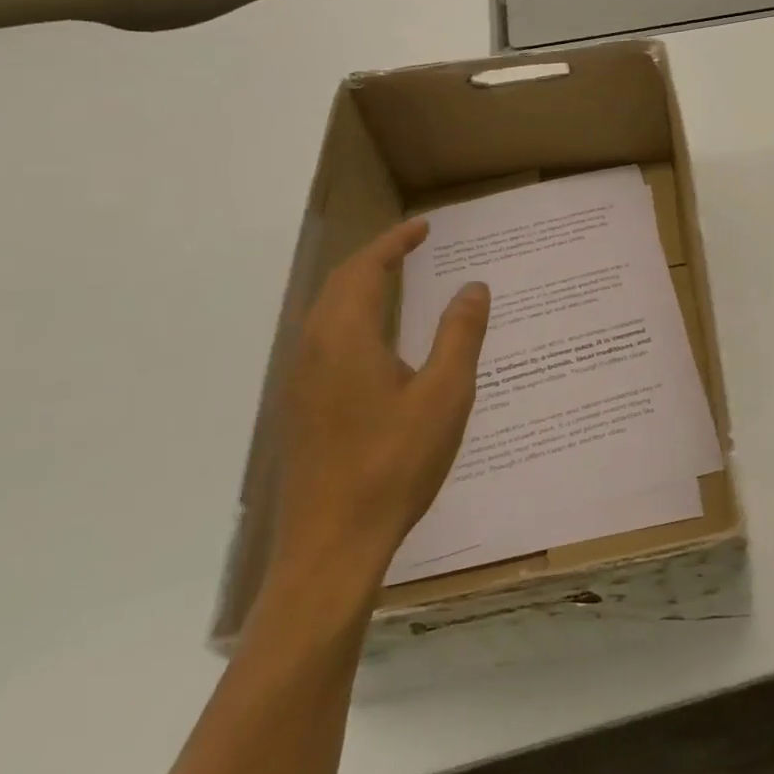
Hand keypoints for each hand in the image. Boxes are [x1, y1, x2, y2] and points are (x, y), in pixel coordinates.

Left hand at [272, 219, 490, 591]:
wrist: (331, 546)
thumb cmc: (395, 464)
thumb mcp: (445, 394)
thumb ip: (459, 334)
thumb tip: (473, 286)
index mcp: (345, 339)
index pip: (365, 270)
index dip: (394, 243)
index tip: (424, 226)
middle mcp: (313, 351)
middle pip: (338, 286)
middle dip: (375, 259)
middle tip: (413, 247)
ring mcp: (300, 382)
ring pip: (326, 315)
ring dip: (360, 288)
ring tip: (397, 283)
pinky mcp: (301, 409)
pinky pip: (324, 341)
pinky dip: (352, 318)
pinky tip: (378, 342)